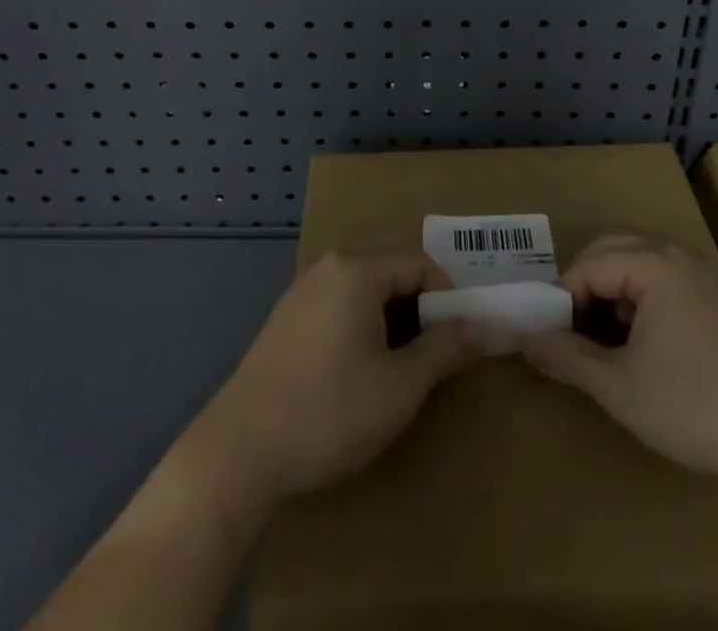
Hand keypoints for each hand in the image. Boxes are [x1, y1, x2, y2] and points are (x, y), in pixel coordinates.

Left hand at [186, 250, 479, 507]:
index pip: (420, 264)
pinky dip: (360, 328)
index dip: (448, 298)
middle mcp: (327, 268)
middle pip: (391, 272)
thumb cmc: (328, 411)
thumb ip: (444, 350)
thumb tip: (480, 328)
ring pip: (363, 292)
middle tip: (434, 355)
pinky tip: (356, 373)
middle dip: (420, 309)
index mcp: (357, 270)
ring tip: (399, 368)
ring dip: (391, 321)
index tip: (459, 341)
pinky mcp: (284, 322)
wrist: (237, 453)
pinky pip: (337, 307)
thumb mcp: (400, 386)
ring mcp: (300, 293)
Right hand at [525, 234, 717, 483]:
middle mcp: (678, 256)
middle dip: (585, 285)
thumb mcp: (621, 387)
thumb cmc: (695, 406)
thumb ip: (569, 358)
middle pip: (613, 249)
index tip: (550, 335)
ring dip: (612, 291)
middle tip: (569, 330)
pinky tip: (642, 344)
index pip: (590, 264)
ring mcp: (703, 275)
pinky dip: (640, 299)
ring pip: (639, 263)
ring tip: (602, 340)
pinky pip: (665, 279)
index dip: (563, 297)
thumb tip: (529, 343)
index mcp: (654, 264)